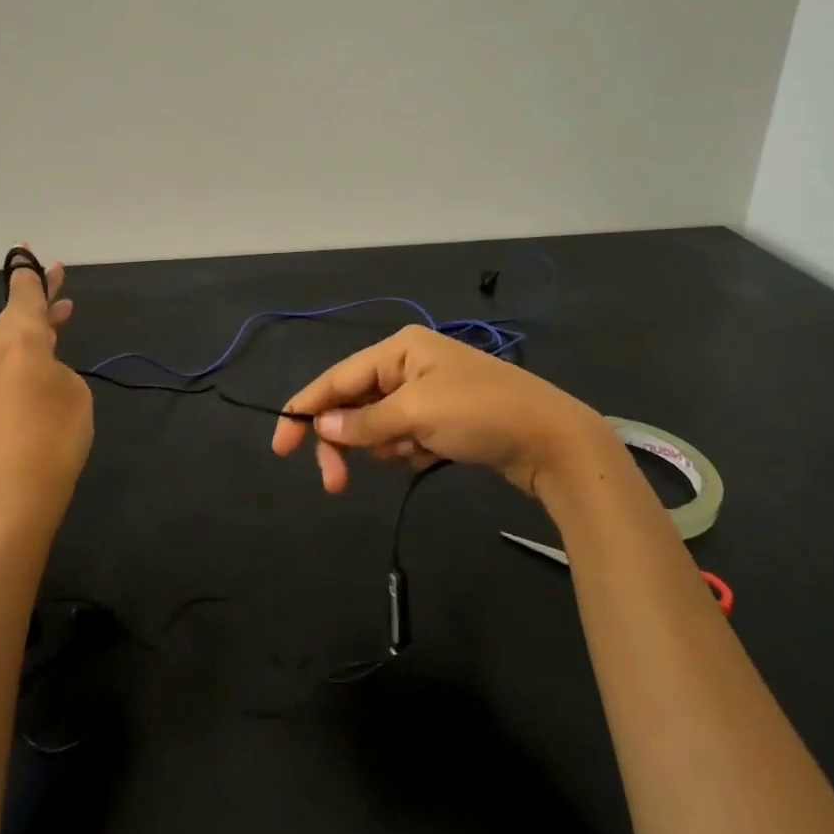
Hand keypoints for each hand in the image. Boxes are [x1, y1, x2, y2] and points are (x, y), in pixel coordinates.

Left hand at [0, 251, 92, 540]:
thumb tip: (40, 367)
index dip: (31, 273)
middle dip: (38, 297)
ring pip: (7, 339)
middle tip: (59, 276)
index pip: (24, 294)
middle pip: (15, 314)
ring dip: (32, 327)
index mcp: (18, 339)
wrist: (12, 497)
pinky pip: (0, 363)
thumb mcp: (74, 392)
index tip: (28, 249)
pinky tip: (39, 362)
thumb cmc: (55, 438)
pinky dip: (20, 352)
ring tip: (60, 316)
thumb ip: (57, 365)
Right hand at [270, 325, 610, 498]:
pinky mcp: (443, 419)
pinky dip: (407, 450)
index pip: (338, 378)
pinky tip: (429, 456)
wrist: (553, 441)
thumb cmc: (480, 413)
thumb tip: (320, 426)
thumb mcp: (416, 414)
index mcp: (399, 349)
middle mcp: (409, 364)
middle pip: (354, 404)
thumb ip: (363, 422)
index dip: (305, 410)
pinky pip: (404, 436)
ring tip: (413, 455)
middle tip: (335, 484)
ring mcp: (427, 391)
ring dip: (384, 446)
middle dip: (345, 441)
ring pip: (378, 424)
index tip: (280, 447)